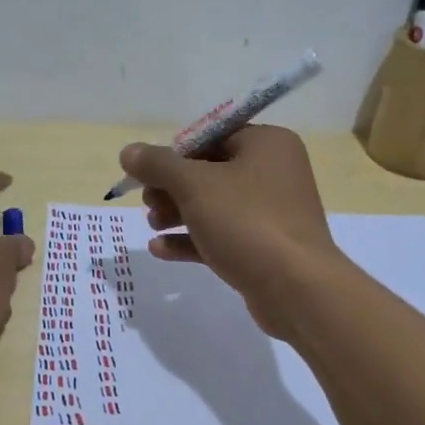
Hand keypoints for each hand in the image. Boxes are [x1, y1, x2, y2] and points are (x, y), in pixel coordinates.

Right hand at [117, 126, 345, 338]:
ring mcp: (272, 213)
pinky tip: (160, 249)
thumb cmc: (247, 222)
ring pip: (215, 206)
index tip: (147, 175)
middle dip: (172, 188)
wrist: (296, 288)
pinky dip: (192, 240)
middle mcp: (274, 172)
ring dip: (178, 213)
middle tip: (148, 204)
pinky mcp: (265, 248)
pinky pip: (223, 235)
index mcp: (267, 144)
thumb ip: (158, 165)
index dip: (175, 154)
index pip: (212, 136)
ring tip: (152, 225)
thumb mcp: (194, 185)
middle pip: (210, 171)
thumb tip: (129, 151)